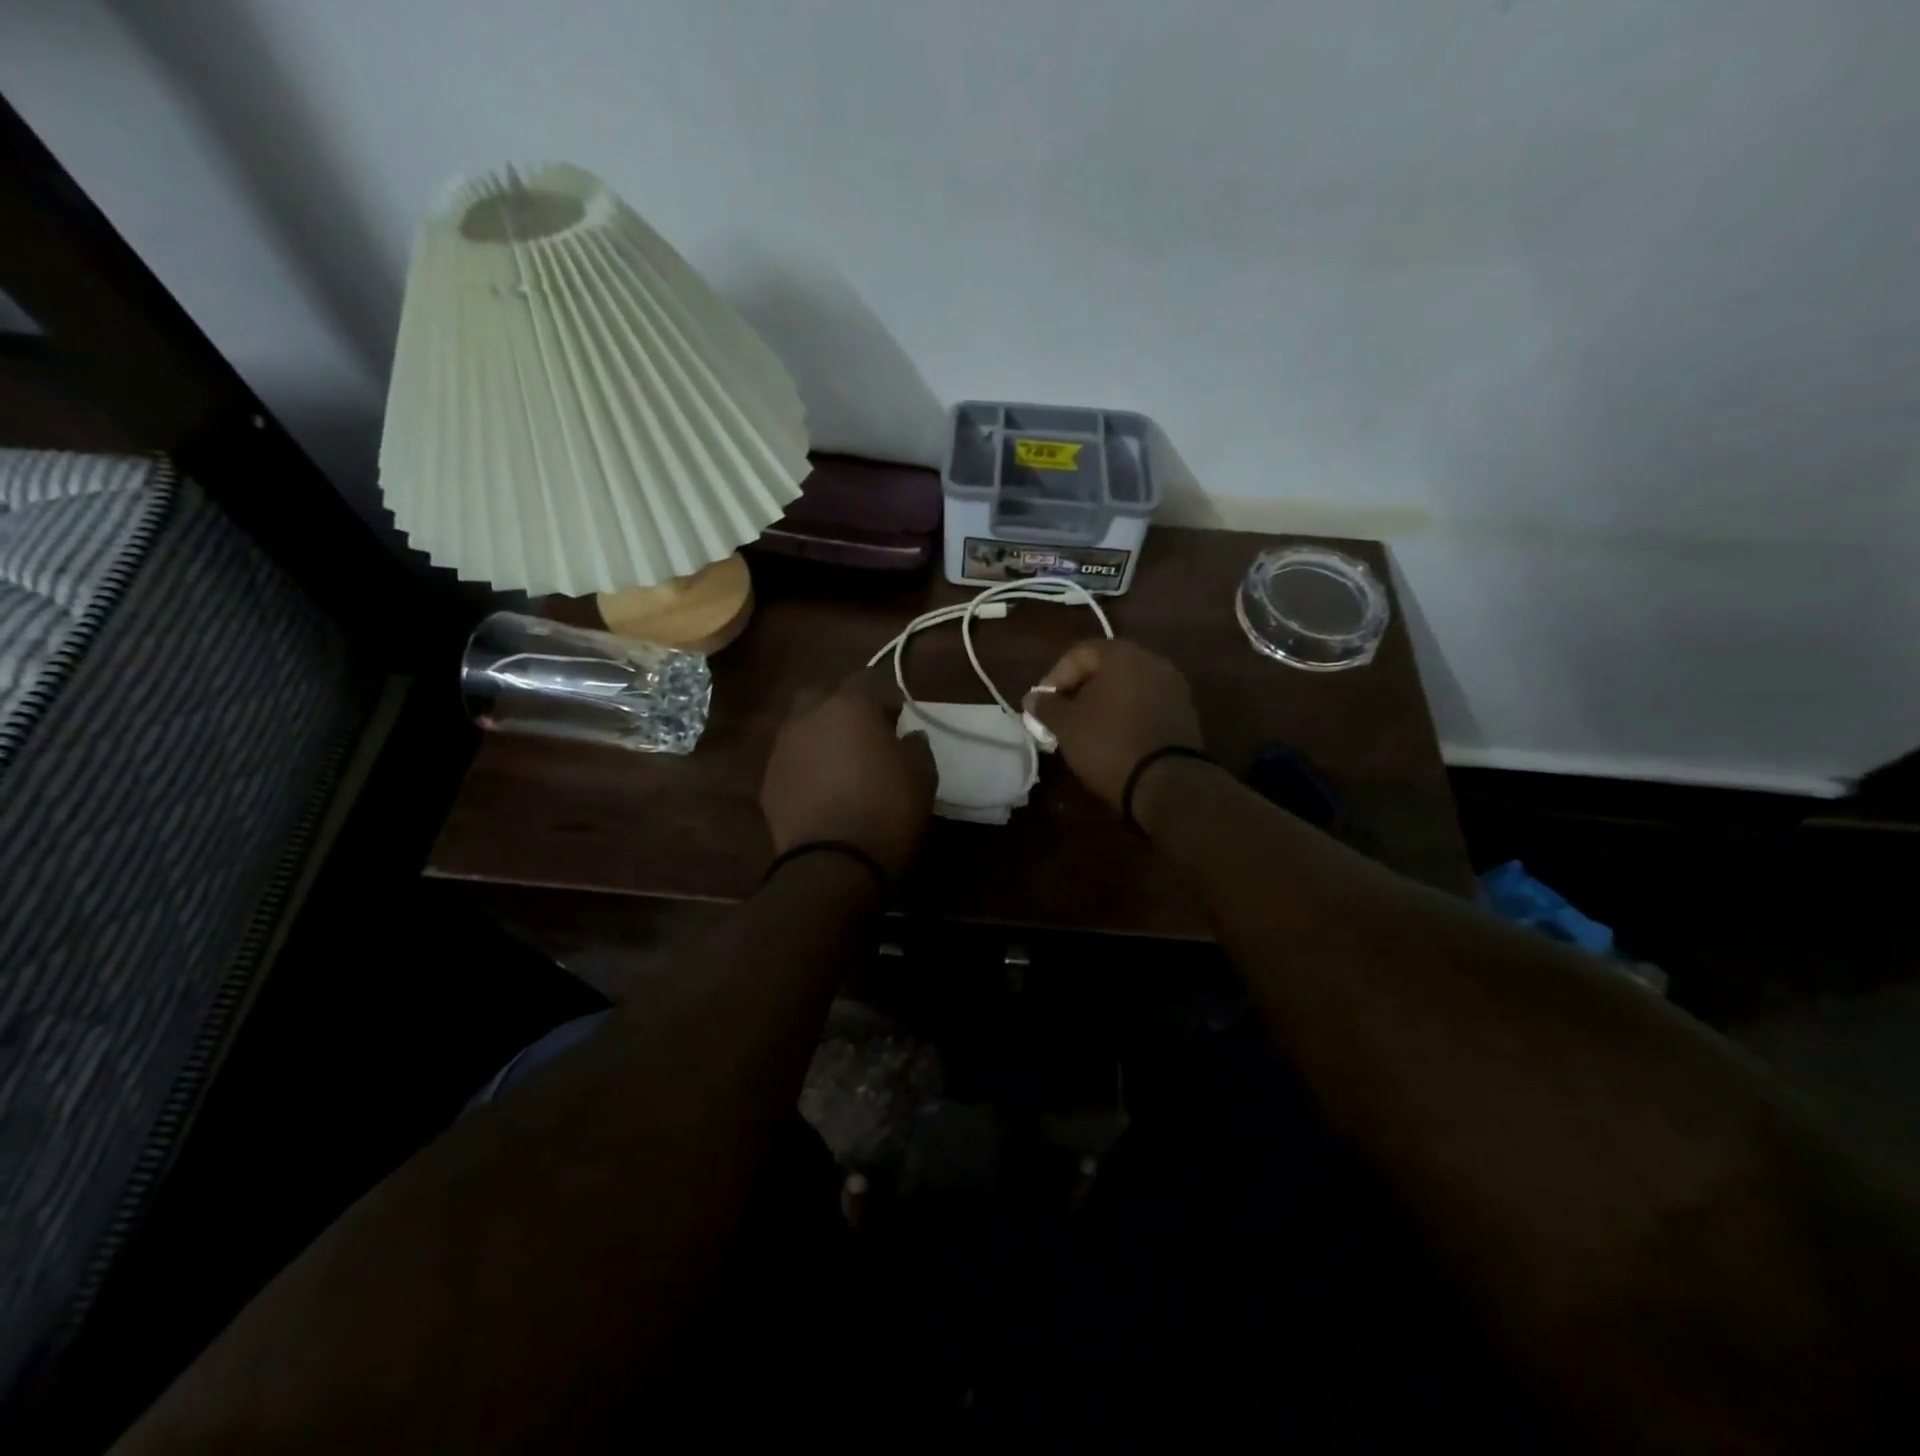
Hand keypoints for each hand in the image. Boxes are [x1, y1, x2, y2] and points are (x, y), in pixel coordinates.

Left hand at [761, 670, 936, 881]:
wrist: (833, 863)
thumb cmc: (887, 810)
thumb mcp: (922, 774)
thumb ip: (915, 745)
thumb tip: (907, 735)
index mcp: (849, 705)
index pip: (868, 678)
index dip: (886, 694)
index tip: (899, 717)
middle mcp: (808, 716)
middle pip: (824, 693)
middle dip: (844, 705)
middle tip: (865, 731)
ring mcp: (782, 747)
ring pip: (802, 725)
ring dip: (821, 734)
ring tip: (841, 761)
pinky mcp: (768, 780)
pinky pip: (790, 758)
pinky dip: (806, 763)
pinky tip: (822, 787)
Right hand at [1022, 639, 1202, 811]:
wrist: (1166, 782)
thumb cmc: (1108, 744)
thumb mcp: (1066, 725)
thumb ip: (1046, 706)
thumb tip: (1033, 697)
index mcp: (1123, 655)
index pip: (1080, 652)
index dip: (1056, 676)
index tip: (1043, 703)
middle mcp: (1153, 661)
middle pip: (1107, 667)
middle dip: (1081, 688)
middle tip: (1063, 713)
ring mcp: (1174, 687)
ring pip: (1129, 686)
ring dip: (1105, 702)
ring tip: (1087, 728)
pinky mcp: (1185, 713)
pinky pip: (1147, 704)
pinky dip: (1128, 714)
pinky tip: (1115, 737)